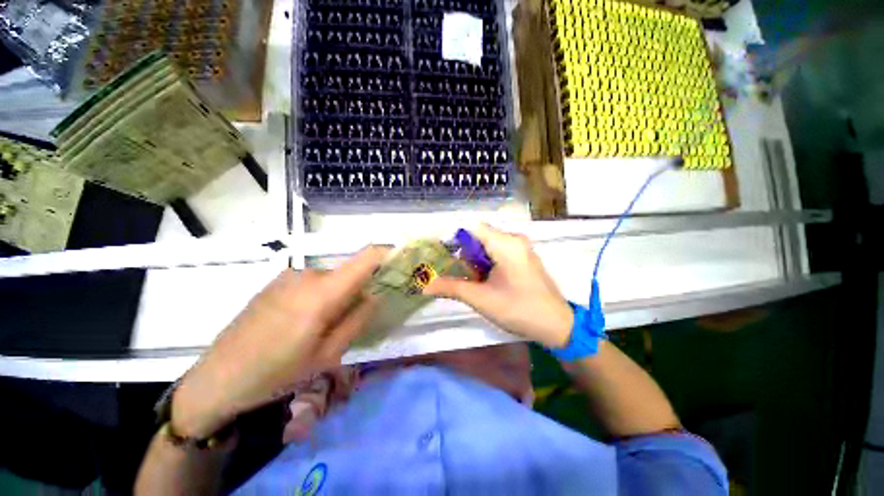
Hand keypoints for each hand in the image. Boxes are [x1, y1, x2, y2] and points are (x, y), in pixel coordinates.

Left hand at [171, 246, 388, 438]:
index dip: (388, 254)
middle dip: (358, 292)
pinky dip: (320, 296)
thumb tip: (375, 295)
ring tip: (320, 329)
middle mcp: (308, 274)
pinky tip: (300, 323)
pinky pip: (313, 282)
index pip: (365, 257)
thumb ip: (358, 319)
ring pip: (331, 280)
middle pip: (349, 274)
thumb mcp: (328, 354)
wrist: (218, 379)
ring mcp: (289, 275)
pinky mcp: (277, 281)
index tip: (402, 262)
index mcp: (322, 292)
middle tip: (350, 322)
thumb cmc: (277, 373)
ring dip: (337, 297)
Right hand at [425, 224, 572, 349]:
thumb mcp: (481, 299)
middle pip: (479, 236)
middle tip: (460, 275)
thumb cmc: (519, 309)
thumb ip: (452, 288)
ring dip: (476, 260)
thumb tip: (426, 285)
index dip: (453, 239)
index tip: (441, 254)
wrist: (557, 325)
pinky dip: (487, 262)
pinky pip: (499, 251)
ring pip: (488, 245)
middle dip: (465, 254)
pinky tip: (487, 280)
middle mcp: (514, 239)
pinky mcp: (524, 256)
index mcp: (505, 243)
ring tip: (474, 281)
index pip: (471, 228)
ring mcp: (521, 247)